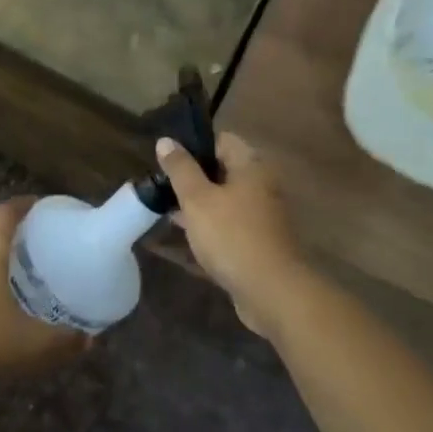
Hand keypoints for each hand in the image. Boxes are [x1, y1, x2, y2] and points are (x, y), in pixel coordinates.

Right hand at [158, 132, 305, 340]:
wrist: (270, 291)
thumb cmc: (231, 236)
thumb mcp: (197, 199)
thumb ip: (180, 168)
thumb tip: (166, 140)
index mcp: (251, 166)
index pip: (221, 140)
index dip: (193, 145)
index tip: (167, 158)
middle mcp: (261, 184)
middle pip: (222, 169)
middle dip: (192, 176)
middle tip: (162, 185)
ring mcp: (261, 214)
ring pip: (224, 198)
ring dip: (198, 203)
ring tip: (167, 208)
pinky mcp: (258, 240)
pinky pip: (229, 223)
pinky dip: (209, 224)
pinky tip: (186, 234)